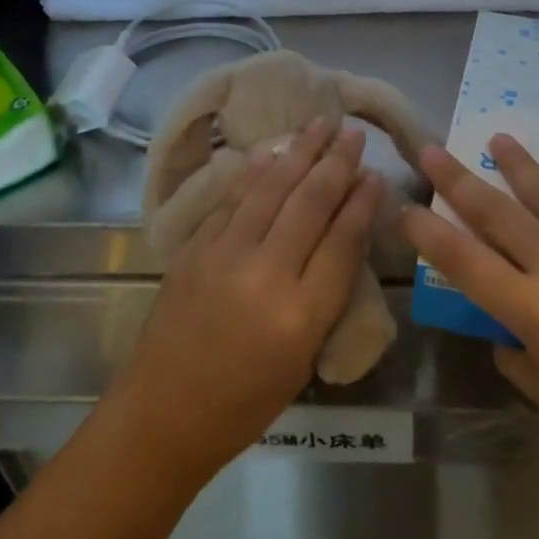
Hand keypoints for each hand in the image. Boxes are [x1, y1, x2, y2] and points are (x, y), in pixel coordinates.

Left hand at [108, 118, 382, 482]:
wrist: (164, 413)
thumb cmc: (246, 402)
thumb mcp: (304, 357)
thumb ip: (326, 293)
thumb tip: (343, 234)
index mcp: (301, 315)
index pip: (342, 240)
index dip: (362, 201)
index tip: (375, 172)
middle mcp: (265, 275)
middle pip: (309, 204)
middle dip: (336, 163)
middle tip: (354, 133)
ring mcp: (223, 256)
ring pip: (270, 190)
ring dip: (298, 153)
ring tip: (320, 124)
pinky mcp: (194, 249)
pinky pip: (232, 200)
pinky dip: (256, 173)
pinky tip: (271, 153)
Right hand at [401, 135, 538, 512]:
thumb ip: (518, 357)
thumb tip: (505, 330)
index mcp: (534, 311)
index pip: (464, 261)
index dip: (429, 233)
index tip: (406, 208)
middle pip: (499, 213)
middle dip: (459, 180)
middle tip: (431, 150)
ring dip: (520, 166)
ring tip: (499, 138)